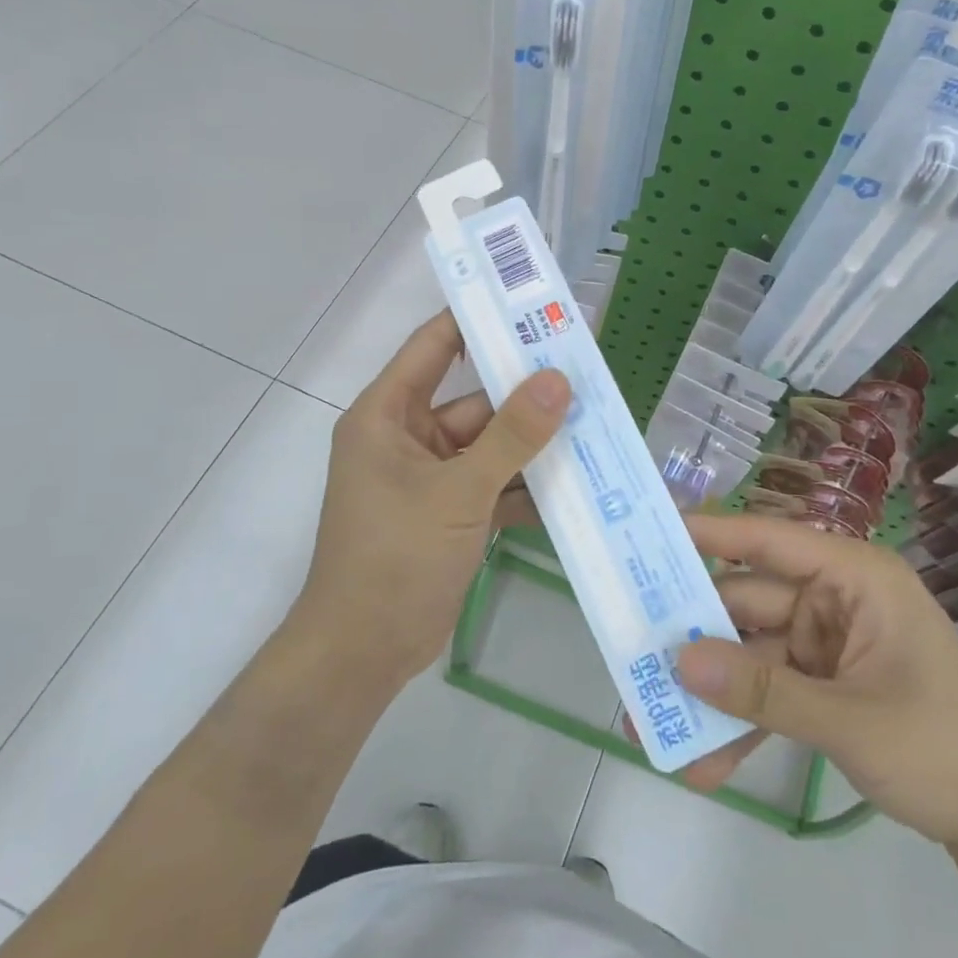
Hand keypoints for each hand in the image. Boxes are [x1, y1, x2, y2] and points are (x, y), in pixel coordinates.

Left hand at [291, 312, 569, 690]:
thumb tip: (559, 380)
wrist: (363, 654)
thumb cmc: (394, 557)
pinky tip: (578, 483)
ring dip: (534, 443)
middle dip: (526, 394)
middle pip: (475, 400)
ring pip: (492, 444)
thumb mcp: (457, 491)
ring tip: (595, 423)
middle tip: (586, 373)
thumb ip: (511, 436)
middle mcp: (408, 437)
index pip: (433, 346)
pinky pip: (495, 484)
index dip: (476, 320)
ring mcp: (432, 477)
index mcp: (387, 414)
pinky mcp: (451, 512)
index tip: (528, 303)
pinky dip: (527, 486)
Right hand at [672, 515, 957, 853]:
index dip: (709, 533)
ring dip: (711, 694)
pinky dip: (742, 723)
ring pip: (751, 655)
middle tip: (632, 656)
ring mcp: (828, 644)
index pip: (770, 540)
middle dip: (696, 639)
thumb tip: (680, 662)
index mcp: (854, 577)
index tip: (649, 535)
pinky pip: (770, 693)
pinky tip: (704, 762)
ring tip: (654, 728)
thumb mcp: (852, 720)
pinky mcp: (825, 685)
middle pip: (748, 603)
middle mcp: (834, 599)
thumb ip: (763, 691)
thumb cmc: (948, 747)